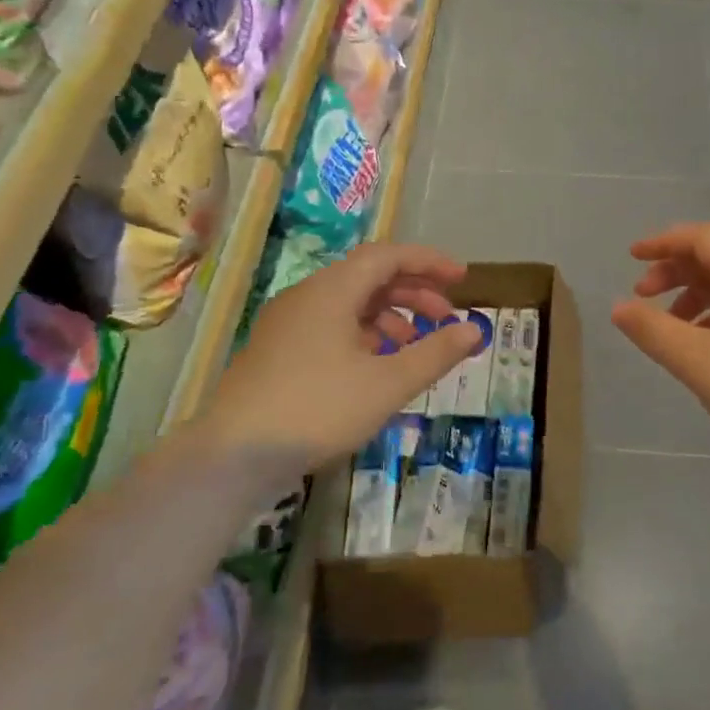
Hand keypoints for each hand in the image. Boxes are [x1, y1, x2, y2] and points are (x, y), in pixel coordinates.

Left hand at [204, 243, 480, 487]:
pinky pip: (330, 325)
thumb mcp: (387, 384)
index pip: (388, 255)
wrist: (234, 454)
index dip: (429, 262)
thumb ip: (435, 353)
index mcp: (332, 290)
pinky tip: (375, 366)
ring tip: (414, 347)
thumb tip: (474, 329)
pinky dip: (362, 334)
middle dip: (413, 292)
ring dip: (389, 316)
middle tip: (446, 317)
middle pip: (369, 276)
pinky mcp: (277, 349)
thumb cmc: (318, 409)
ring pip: (349, 303)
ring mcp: (287, 322)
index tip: (463, 278)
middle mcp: (307, 295)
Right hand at [612, 222, 709, 466]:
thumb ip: (654, 331)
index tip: (632, 257)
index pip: (704, 237)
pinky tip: (709, 350)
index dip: (664, 242)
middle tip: (644, 298)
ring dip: (697, 298)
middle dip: (676, 272)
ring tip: (673, 331)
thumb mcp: (699, 361)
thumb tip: (620, 308)